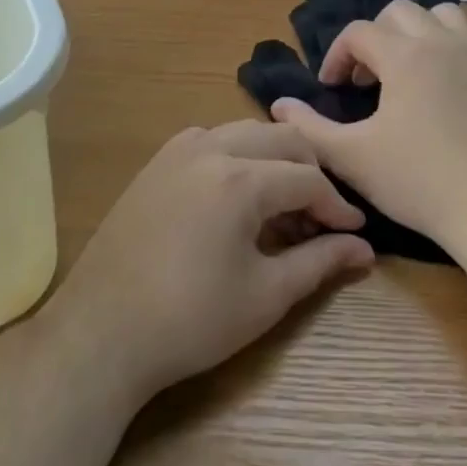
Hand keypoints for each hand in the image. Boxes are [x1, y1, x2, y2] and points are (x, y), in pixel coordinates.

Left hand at [47, 121, 375, 400]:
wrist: (102, 333)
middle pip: (281, 139)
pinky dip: (236, 156)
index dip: (338, 207)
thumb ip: (320, 262)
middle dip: (311, 172)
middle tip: (321, 216)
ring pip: (244, 132)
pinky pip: (209, 140)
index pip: (308, 179)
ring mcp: (176, 152)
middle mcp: (210, 149)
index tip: (354, 234)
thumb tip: (364, 249)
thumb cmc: (191, 320)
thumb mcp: (266, 295)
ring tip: (282, 205)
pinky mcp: (155, 164)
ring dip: (274, 159)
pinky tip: (236, 195)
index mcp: (240, 179)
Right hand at [270, 0, 466, 258]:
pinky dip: (455, 50)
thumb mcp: (352, 158)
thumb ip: (309, 128)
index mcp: (404, 55)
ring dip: (419, 32)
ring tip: (410, 68)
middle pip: (400, 11)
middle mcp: (444, 42)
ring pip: (445, 15)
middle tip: (367, 79)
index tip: (331, 87)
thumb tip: (279, 105)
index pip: (358, 32)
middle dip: (375, 36)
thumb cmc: (419, 182)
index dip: (337, 55)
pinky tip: (450, 86)